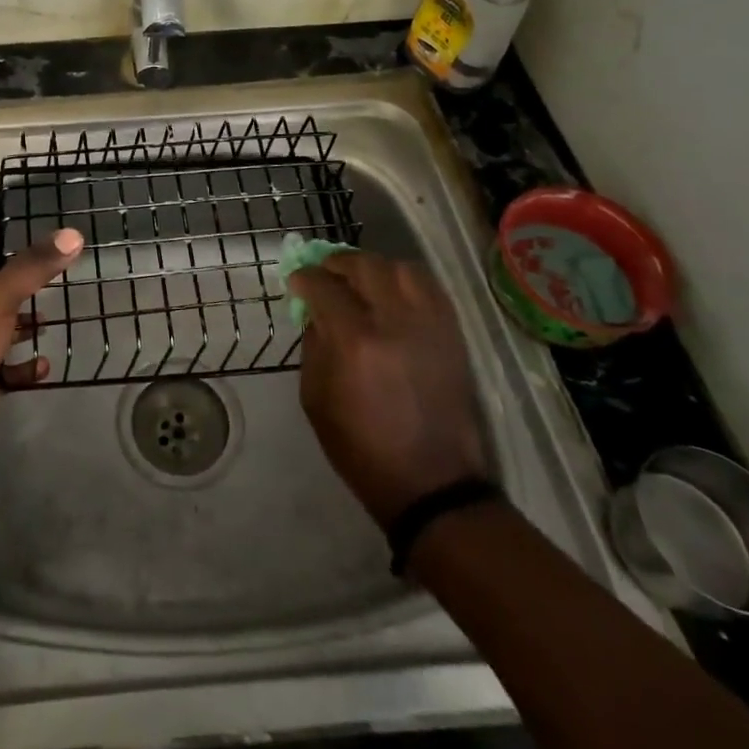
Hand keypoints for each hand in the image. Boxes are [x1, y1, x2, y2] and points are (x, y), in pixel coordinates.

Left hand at [0, 226, 82, 439]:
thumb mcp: (2, 293)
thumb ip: (36, 264)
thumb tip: (73, 235)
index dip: (13, 234)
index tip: (47, 230)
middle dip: (26, 281)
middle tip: (61, 272)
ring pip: (2, 321)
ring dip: (26, 323)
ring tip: (52, 319)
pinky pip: (7, 361)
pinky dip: (25, 363)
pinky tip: (43, 365)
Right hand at [291, 250, 489, 528]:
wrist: (432, 485)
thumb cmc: (362, 448)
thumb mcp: (316, 398)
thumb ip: (314, 346)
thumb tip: (316, 311)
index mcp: (356, 343)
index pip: (324, 286)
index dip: (305, 278)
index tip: (296, 280)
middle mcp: (395, 323)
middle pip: (365, 266)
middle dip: (338, 263)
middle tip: (325, 273)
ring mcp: (429, 326)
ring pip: (401, 268)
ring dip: (374, 267)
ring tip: (360, 280)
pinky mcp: (452, 335)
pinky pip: (429, 288)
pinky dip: (405, 280)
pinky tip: (391, 292)